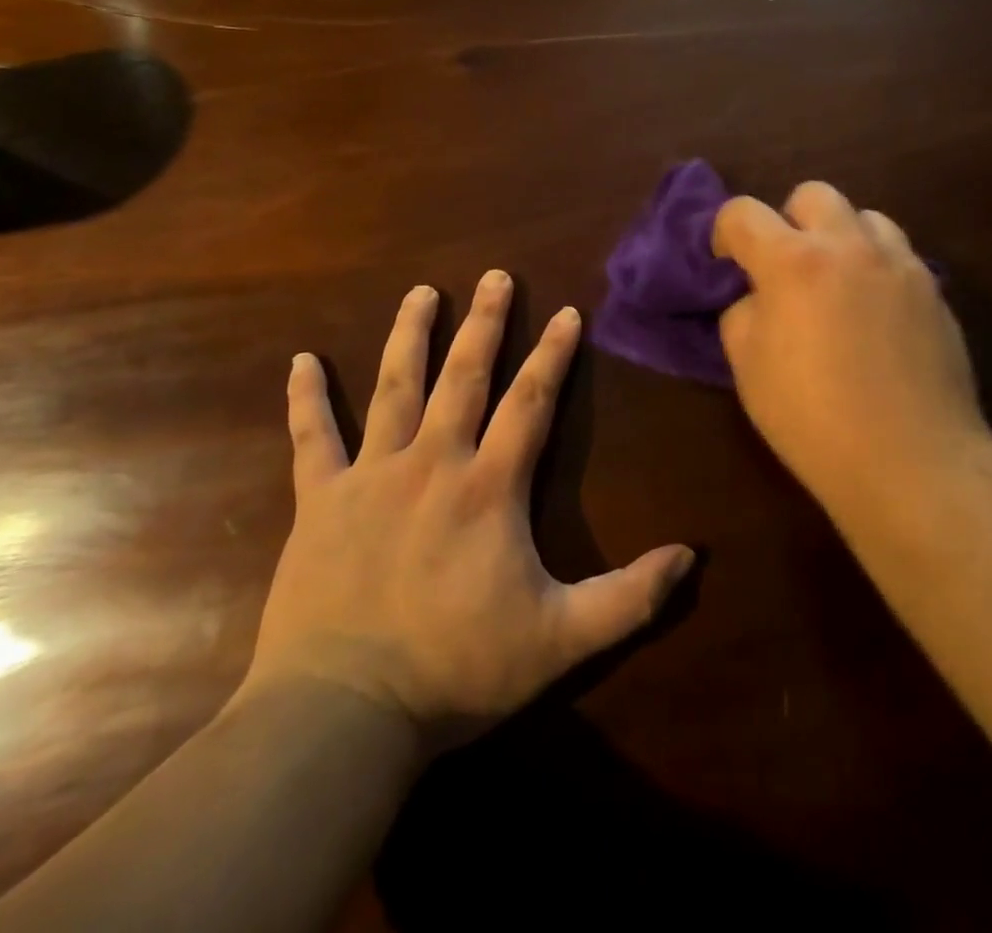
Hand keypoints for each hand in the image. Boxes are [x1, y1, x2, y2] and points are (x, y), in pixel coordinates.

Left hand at [243, 270, 694, 751]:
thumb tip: (691, 556)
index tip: (568, 312)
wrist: (340, 717)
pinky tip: (300, 361)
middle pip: (465, 375)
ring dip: (410, 336)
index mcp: (489, 487)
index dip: (553, 354)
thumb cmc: (457, 672)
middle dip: (485, 322)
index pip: (531, 402)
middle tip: (495, 275)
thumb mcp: (560, 641)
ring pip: (394, 388)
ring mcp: (371, 477)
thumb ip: (629, 598)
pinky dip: (306, 399)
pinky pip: (311, 439)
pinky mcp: (320, 502)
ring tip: (421, 292)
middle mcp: (433, 463)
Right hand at [713, 183, 989, 496]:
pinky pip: (897, 254)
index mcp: (792, 261)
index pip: (743, 212)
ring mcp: (898, 262)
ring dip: (841, 237)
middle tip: (787, 267)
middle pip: (812, 194)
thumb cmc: (813, 420)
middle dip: (789, 221)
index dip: (725, 233)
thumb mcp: (748, 369)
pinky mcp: (932, 288)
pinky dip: (876, 266)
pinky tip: (875, 312)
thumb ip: (743, 313)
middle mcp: (848, 245)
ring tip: (837, 283)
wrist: (910, 459)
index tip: (728, 263)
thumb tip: (757, 296)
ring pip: (864, 216)